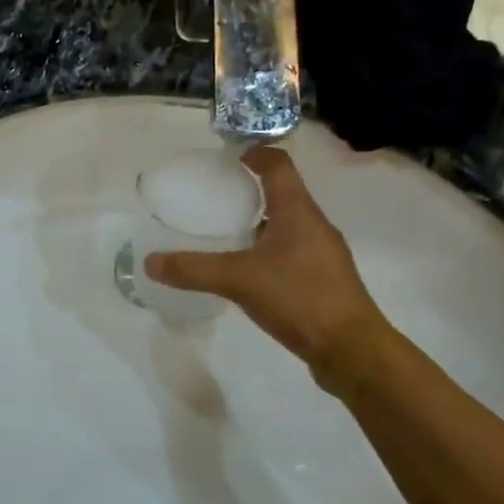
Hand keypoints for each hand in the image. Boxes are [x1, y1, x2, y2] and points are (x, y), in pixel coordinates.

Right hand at [145, 146, 392, 367]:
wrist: (352, 350)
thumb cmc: (299, 298)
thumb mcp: (238, 280)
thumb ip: (193, 270)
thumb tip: (150, 262)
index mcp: (298, 211)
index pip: (278, 165)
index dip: (256, 153)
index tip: (231, 155)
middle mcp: (314, 225)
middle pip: (284, 193)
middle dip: (253, 190)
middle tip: (218, 196)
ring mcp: (324, 254)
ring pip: (288, 225)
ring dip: (261, 223)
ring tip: (228, 234)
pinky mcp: (325, 280)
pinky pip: (293, 252)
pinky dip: (270, 251)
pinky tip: (250, 273)